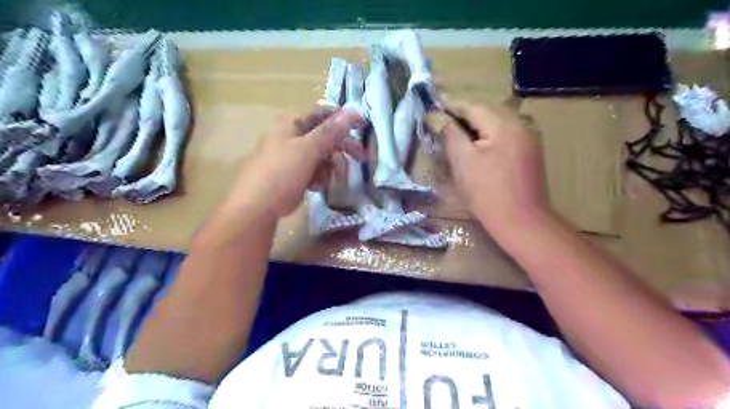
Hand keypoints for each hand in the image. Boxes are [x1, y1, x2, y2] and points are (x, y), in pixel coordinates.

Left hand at [227, 106, 362, 217]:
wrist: (257, 207)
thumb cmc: (281, 173)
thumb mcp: (308, 150)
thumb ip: (331, 131)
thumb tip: (353, 111)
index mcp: (291, 124)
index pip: (322, 113)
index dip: (342, 117)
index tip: (361, 125)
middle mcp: (292, 137)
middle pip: (325, 136)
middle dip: (341, 148)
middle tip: (361, 157)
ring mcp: (293, 157)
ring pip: (322, 156)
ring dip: (330, 168)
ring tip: (327, 181)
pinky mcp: (294, 174)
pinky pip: (315, 170)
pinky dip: (320, 178)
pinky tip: (316, 188)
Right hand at [430, 101, 543, 235]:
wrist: (521, 221)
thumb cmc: (486, 192)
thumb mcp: (463, 161)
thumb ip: (451, 134)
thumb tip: (438, 116)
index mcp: (504, 126)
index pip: (474, 107)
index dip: (453, 105)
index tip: (436, 102)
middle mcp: (520, 126)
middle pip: (488, 112)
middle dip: (466, 113)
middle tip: (445, 117)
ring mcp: (529, 140)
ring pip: (498, 123)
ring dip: (478, 124)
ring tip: (460, 130)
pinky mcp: (531, 154)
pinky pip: (507, 135)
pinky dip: (490, 135)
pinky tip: (481, 145)